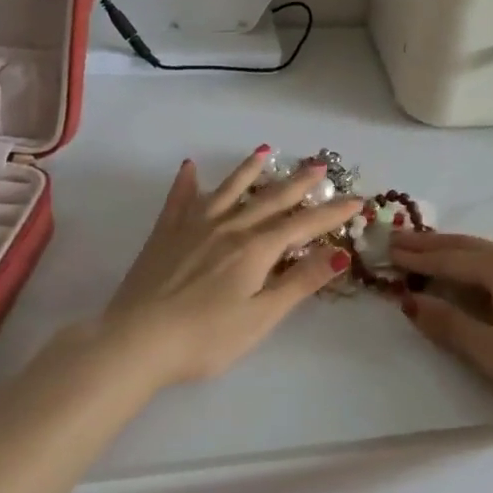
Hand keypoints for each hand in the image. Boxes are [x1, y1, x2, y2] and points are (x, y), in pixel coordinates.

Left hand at [98, 149, 362, 387]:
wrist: (135, 340)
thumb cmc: (205, 338)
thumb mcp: (261, 317)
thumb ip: (299, 282)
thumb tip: (340, 252)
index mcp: (255, 249)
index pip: (302, 225)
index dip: (331, 213)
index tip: (356, 199)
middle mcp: (228, 227)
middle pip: (270, 199)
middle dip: (298, 182)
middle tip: (319, 164)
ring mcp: (193, 226)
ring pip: (228, 190)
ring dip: (249, 170)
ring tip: (265, 152)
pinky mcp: (165, 234)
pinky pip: (179, 200)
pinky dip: (186, 182)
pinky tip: (189, 167)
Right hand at [387, 231, 492, 424]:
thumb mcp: (491, 349)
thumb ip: (448, 323)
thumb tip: (410, 301)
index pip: (452, 258)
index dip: (419, 257)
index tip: (389, 249)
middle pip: (469, 246)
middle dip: (433, 245)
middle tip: (400, 240)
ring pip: (490, 253)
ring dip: (457, 253)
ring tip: (429, 252)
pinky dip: (480, 264)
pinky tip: (475, 272)